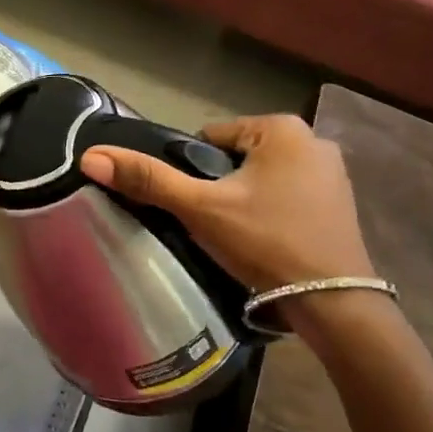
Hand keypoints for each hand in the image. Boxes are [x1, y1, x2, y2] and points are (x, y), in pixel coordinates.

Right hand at [80, 114, 374, 291]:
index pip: (210, 138)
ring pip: (262, 178)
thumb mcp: (200, 208)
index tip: (194, 205)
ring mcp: (333, 173)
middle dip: (221, 185)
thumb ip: (148, 179)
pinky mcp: (341, 203)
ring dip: (245, 199)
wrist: (333, 303)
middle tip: (213, 223)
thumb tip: (91, 156)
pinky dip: (272, 212)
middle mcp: (313, 140)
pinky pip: (287, 196)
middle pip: (237, 158)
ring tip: (237, 236)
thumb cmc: (265, 242)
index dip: (192, 171)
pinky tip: (266, 242)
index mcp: (282, 128)